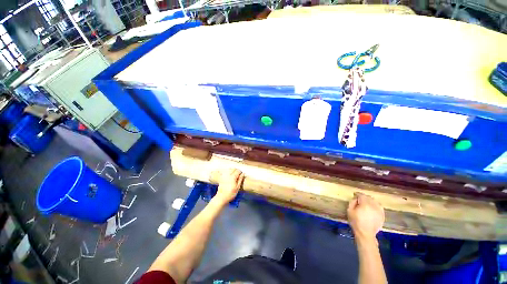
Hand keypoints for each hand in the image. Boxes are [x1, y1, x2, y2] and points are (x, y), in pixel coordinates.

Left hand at [214, 169, 244, 204]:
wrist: (221, 198)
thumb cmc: (230, 194)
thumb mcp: (237, 187)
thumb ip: (240, 179)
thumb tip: (243, 173)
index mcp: (232, 177)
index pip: (238, 170)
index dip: (240, 172)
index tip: (241, 175)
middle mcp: (228, 175)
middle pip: (233, 168)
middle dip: (236, 170)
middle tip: (238, 175)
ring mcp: (224, 176)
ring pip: (229, 169)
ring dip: (232, 170)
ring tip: (234, 175)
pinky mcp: (221, 177)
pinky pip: (225, 172)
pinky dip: (228, 172)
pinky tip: (229, 176)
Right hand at [347, 192, 384, 243]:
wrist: (365, 233)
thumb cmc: (356, 222)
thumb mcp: (349, 210)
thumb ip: (352, 202)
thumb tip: (356, 198)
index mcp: (365, 204)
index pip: (361, 195)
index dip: (357, 194)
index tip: (354, 194)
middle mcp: (374, 206)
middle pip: (369, 197)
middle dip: (364, 197)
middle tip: (359, 199)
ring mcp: (379, 210)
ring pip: (375, 201)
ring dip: (370, 200)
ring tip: (366, 203)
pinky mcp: (382, 215)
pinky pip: (379, 207)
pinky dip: (375, 205)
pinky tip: (372, 207)